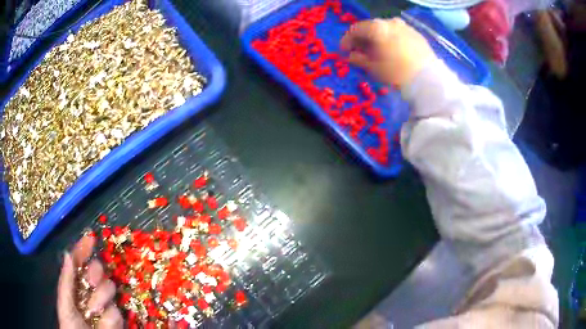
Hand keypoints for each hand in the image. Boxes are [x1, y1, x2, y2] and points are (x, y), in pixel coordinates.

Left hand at [58, 235, 122, 328]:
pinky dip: (109, 318)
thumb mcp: (64, 304)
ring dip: (100, 300)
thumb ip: (66, 281)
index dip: (84, 249)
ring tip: (93, 313)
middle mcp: (90, 291)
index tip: (90, 238)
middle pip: (97, 270)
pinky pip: (116, 311)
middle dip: (95, 271)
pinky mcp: (116, 318)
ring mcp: (104, 304)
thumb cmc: (70, 325)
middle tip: (91, 281)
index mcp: (75, 284)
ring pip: (109, 288)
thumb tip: (68, 253)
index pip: (79, 262)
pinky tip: (102, 324)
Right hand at [340, 18, 436, 87]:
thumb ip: (358, 59)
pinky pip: (398, 33)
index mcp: (376, 27)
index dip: (347, 40)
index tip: (344, 50)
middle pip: (370, 27)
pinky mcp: (416, 34)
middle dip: (363, 39)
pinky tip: (393, 51)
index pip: (355, 29)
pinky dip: (392, 39)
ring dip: (378, 38)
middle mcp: (390, 22)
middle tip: (360, 51)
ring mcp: (405, 27)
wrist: (428, 79)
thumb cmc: (397, 73)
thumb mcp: (373, 68)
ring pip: (385, 29)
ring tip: (378, 51)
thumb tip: (351, 55)